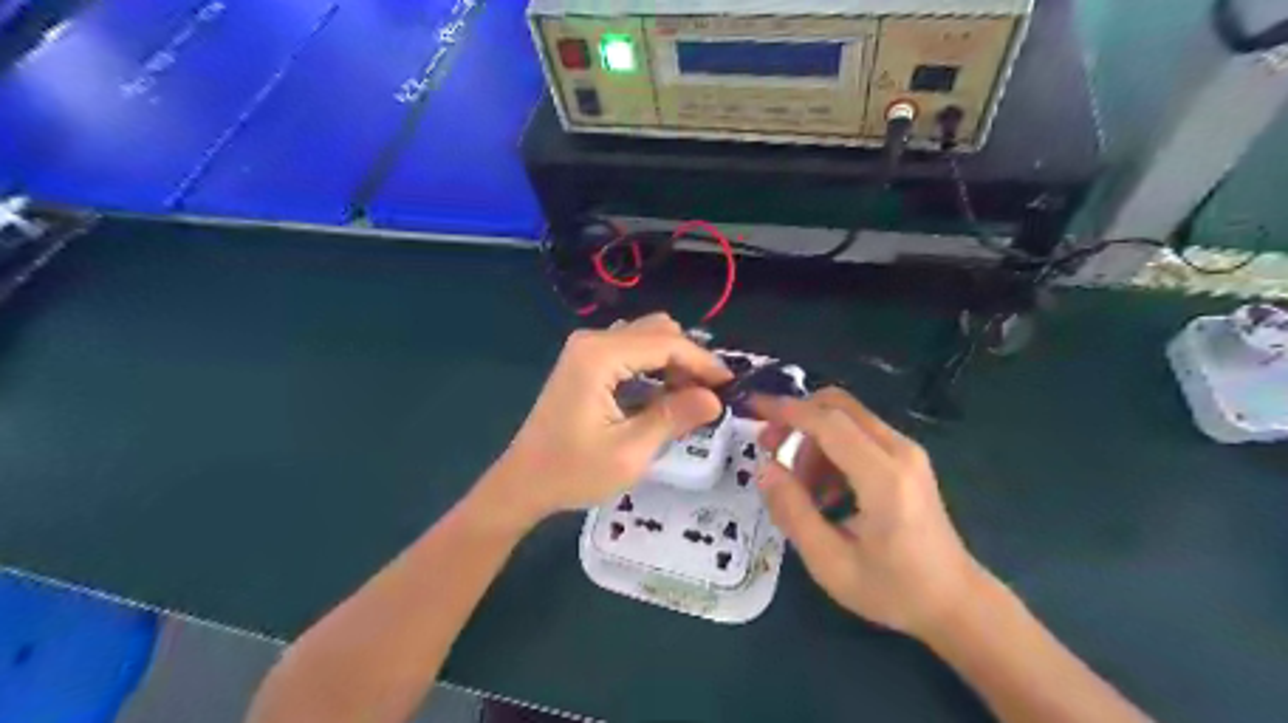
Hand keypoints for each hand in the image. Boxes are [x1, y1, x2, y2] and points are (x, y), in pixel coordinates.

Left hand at [477, 315, 727, 530]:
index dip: (703, 362)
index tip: (731, 385)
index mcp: (600, 355)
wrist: (523, 483)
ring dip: (673, 362)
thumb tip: (715, 399)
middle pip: (658, 332)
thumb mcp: (630, 452)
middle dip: (689, 359)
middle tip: (708, 396)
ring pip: (646, 338)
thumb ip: (674, 418)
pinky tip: (663, 397)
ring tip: (689, 399)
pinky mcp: (585, 361)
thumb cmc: (572, 472)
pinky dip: (654, 367)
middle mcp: (593, 340)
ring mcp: (586, 349)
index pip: (667, 343)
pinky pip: (631, 351)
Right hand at [757, 390, 988, 637]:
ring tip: (800, 487)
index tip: (752, 408)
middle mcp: (899, 451)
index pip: (827, 422)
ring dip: (813, 439)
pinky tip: (826, 490)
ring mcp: (907, 452)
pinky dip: (831, 448)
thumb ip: (793, 511)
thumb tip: (764, 468)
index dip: (785, 411)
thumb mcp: (830, 562)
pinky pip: (859, 433)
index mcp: (883, 477)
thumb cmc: (893, 590)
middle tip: (770, 447)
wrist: (956, 602)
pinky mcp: (908, 458)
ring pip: (847, 417)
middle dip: (796, 416)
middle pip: (838, 405)